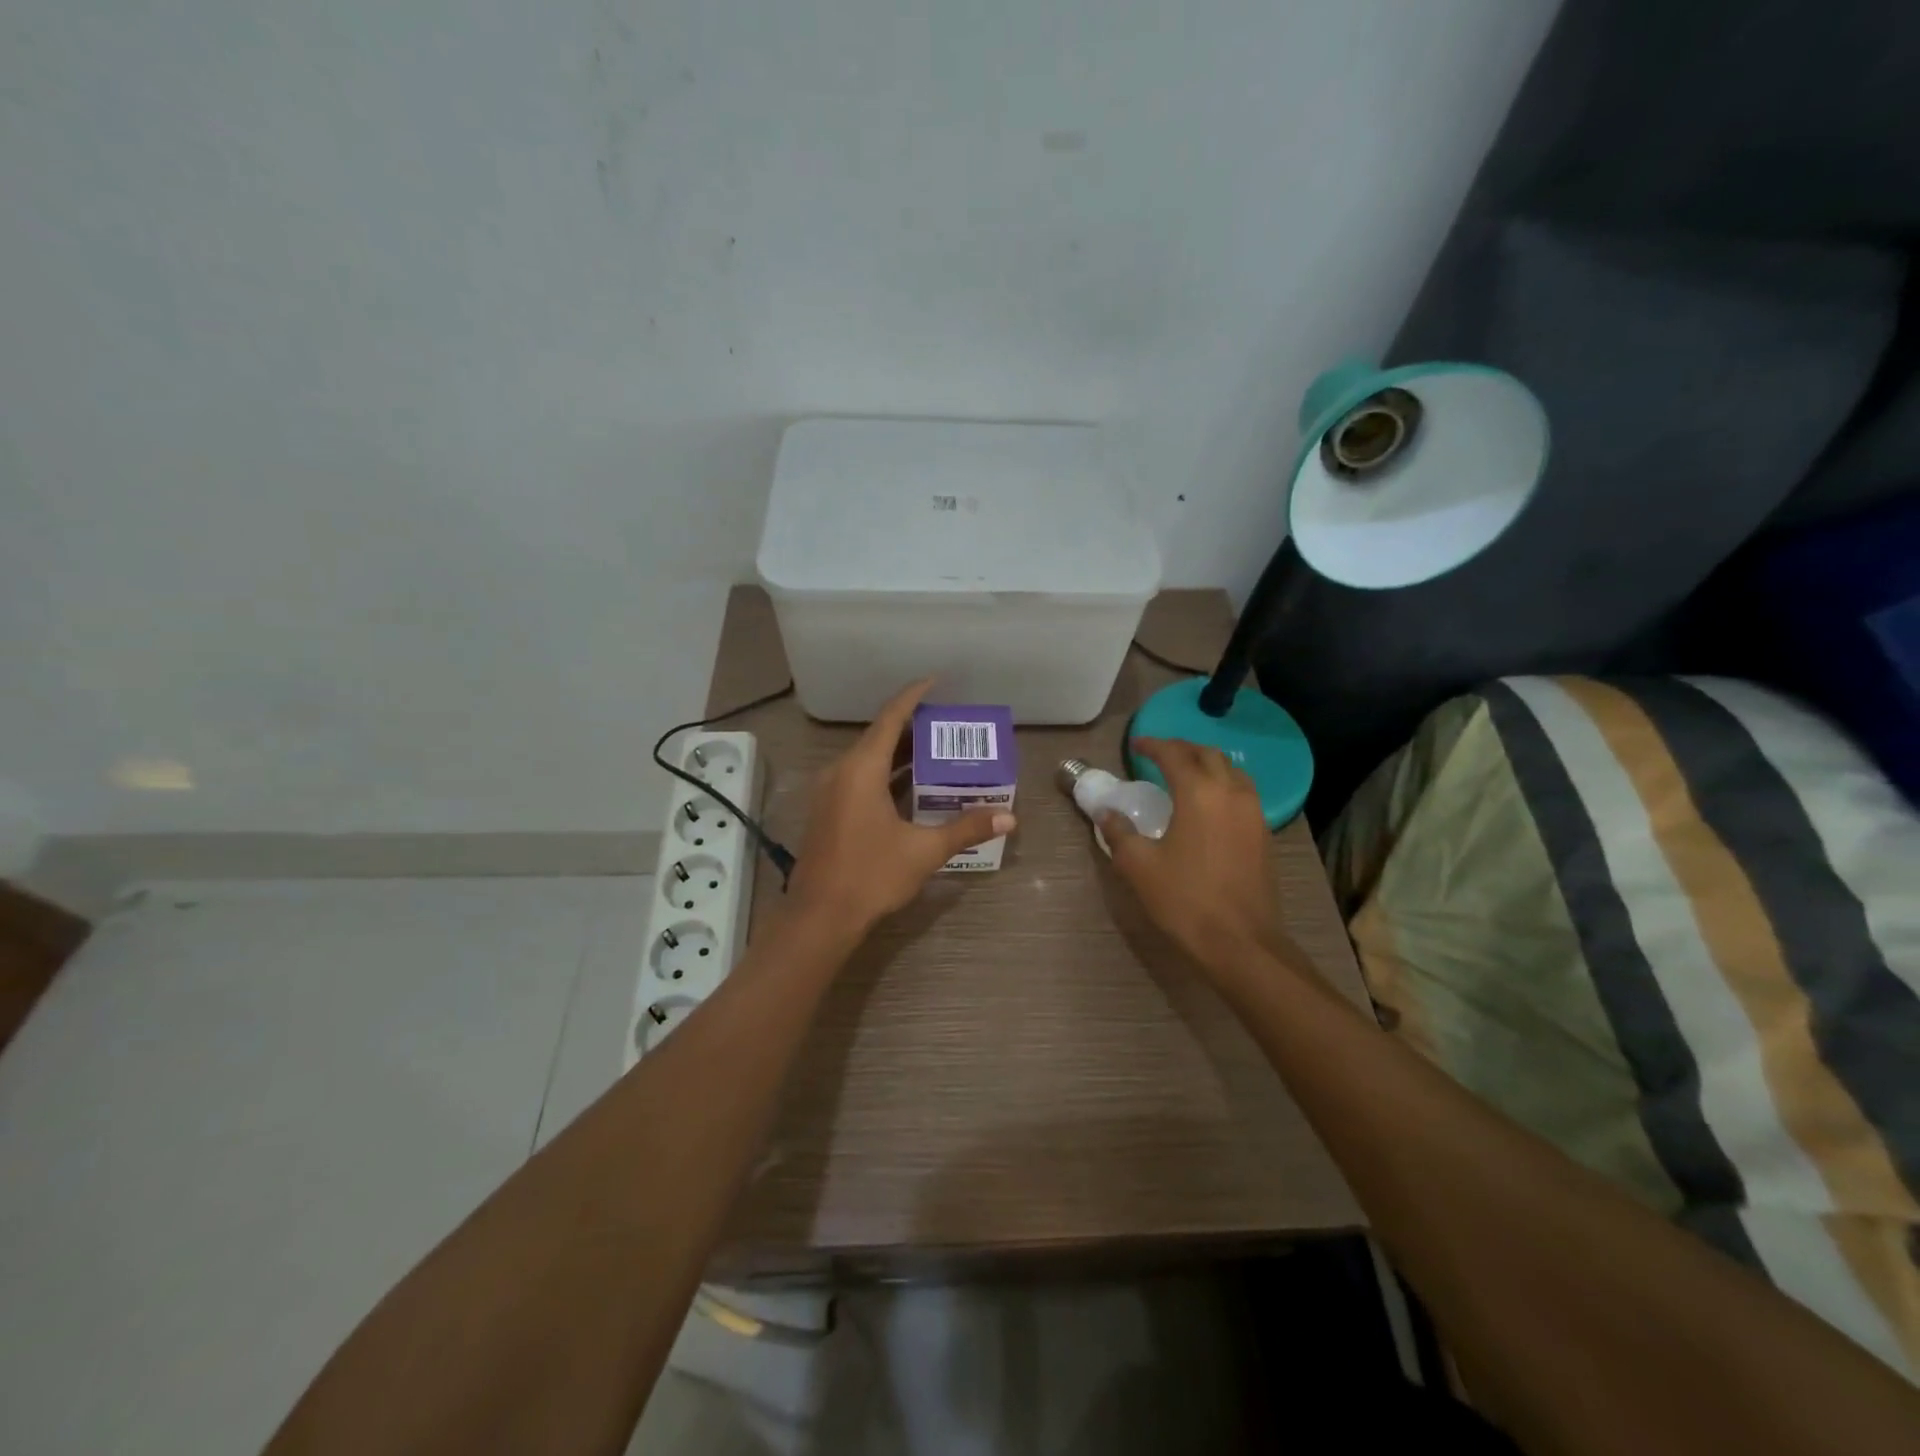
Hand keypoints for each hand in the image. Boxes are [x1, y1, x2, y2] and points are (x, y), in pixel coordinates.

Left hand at [786, 679, 1015, 933]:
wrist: (820, 917)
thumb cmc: (871, 875)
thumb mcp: (924, 851)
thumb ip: (966, 829)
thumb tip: (1009, 818)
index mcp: (861, 769)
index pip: (891, 718)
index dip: (914, 695)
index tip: (936, 681)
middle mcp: (841, 772)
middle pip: (879, 736)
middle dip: (913, 727)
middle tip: (948, 724)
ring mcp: (830, 792)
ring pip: (868, 759)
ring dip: (899, 752)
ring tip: (936, 751)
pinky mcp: (828, 811)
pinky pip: (859, 777)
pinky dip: (885, 773)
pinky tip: (910, 786)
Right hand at [1103, 738, 1286, 974]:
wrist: (1241, 943)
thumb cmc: (1185, 900)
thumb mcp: (1139, 866)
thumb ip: (1119, 832)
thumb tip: (1106, 812)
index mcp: (1199, 793)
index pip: (1174, 754)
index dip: (1152, 746)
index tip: (1135, 745)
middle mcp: (1231, 793)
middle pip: (1208, 755)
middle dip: (1182, 749)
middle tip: (1159, 755)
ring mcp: (1254, 814)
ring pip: (1232, 772)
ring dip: (1207, 765)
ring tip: (1185, 775)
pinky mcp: (1264, 835)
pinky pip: (1243, 794)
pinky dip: (1223, 786)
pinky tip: (1208, 807)